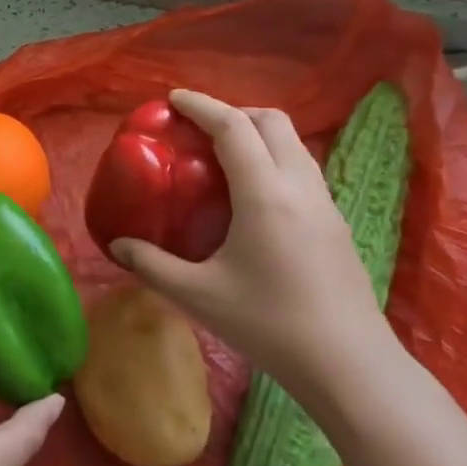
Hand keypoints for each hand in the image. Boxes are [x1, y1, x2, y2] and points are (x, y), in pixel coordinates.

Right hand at [108, 90, 401, 415]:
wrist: (349, 366)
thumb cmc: (269, 325)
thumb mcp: (198, 296)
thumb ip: (152, 264)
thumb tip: (117, 246)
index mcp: (265, 193)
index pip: (233, 127)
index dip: (202, 105)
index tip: (173, 99)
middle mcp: (299, 186)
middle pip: (272, 122)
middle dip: (234, 112)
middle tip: (199, 129)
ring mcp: (325, 203)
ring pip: (293, 144)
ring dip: (258, 134)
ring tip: (224, 157)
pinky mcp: (336, 223)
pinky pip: (303, 169)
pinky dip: (275, 159)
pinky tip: (254, 196)